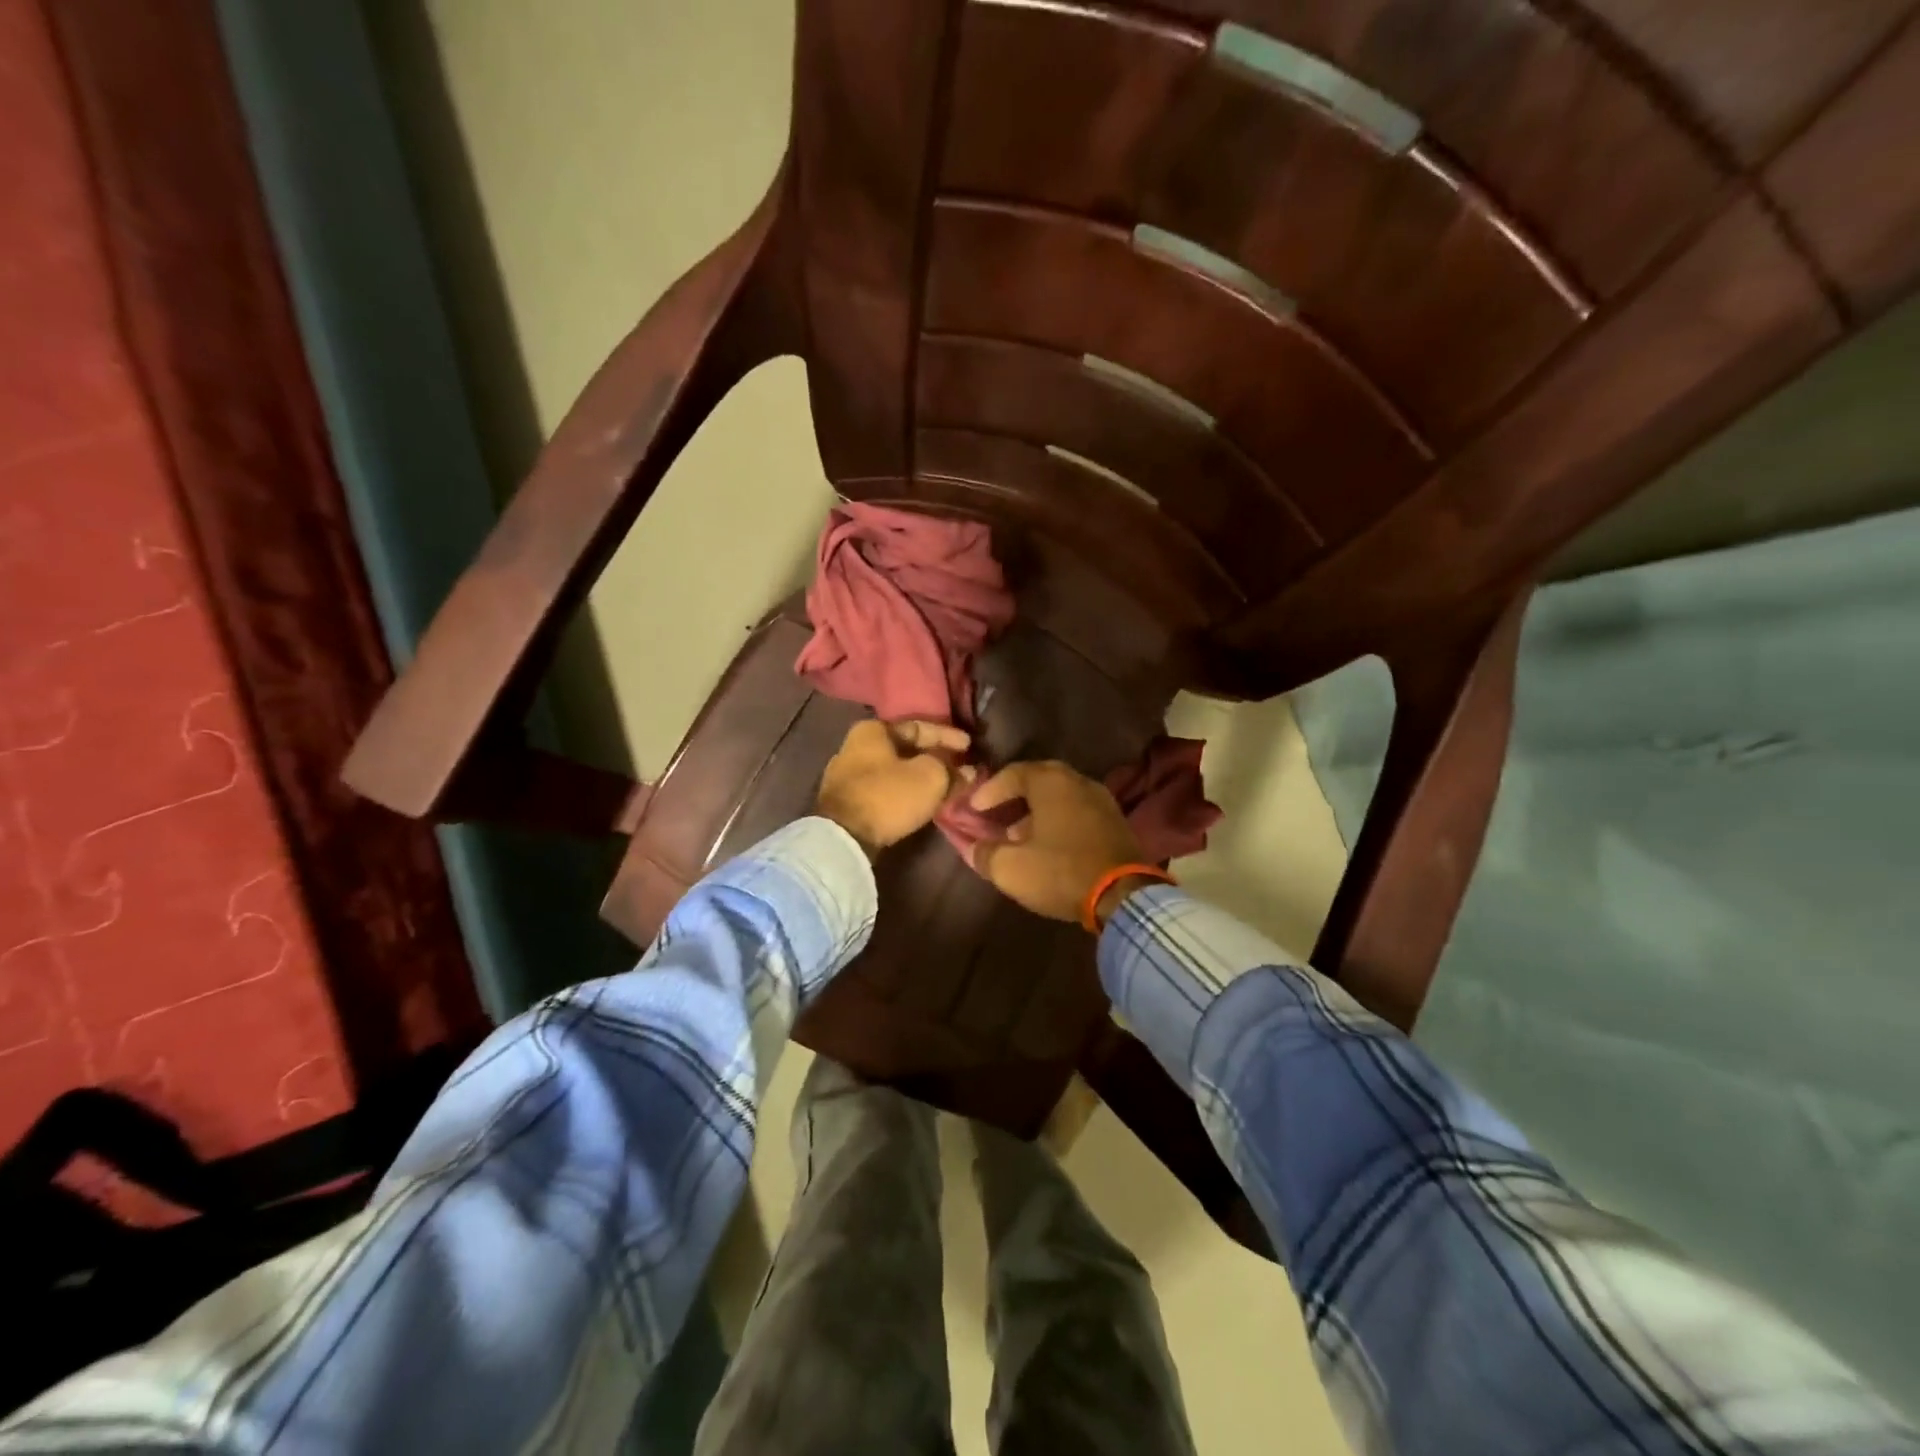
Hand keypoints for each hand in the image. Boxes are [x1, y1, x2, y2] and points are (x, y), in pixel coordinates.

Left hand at [816, 719, 970, 855]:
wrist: (844, 837)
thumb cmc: (889, 795)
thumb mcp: (930, 777)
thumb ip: (952, 770)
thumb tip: (969, 772)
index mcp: (873, 730)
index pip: (919, 726)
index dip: (948, 736)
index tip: (970, 746)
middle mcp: (856, 746)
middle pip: (906, 748)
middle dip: (935, 757)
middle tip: (961, 766)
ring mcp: (848, 775)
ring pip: (896, 770)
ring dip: (922, 776)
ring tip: (946, 784)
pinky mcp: (847, 801)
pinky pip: (885, 788)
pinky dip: (906, 791)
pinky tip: (923, 799)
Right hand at [967, 760, 1146, 923]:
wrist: (1124, 895)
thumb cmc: (1061, 871)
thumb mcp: (1010, 868)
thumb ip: (985, 853)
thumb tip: (973, 848)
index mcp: (1051, 782)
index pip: (1012, 773)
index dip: (989, 790)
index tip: (974, 809)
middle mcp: (1078, 781)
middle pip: (1039, 780)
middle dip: (1014, 796)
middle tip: (996, 813)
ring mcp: (1102, 800)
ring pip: (1060, 797)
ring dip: (1037, 812)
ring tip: (1018, 835)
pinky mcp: (1116, 822)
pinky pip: (1078, 812)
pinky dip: (1059, 822)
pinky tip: (1049, 846)